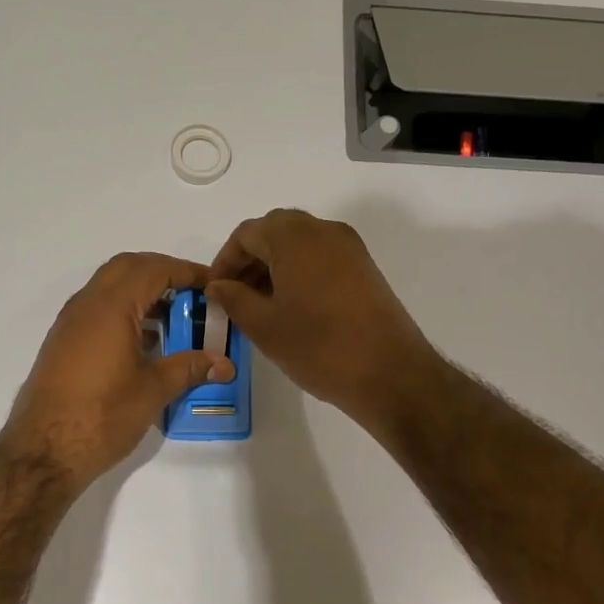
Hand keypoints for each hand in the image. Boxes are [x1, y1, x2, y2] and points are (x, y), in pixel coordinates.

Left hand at [2, 252, 235, 488]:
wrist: (43, 451)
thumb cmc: (102, 415)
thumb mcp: (153, 390)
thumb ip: (189, 368)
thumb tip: (223, 364)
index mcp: (111, 307)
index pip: (154, 269)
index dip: (186, 271)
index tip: (213, 285)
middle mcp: (86, 305)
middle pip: (127, 267)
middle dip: (162, 273)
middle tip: (192, 294)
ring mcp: (70, 323)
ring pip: (109, 288)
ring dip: (141, 292)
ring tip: (174, 319)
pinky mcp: (63, 344)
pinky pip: (97, 310)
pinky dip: (124, 311)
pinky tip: (145, 343)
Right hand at [207, 209, 436, 429]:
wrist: (389, 373)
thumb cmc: (318, 347)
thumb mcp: (264, 326)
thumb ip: (233, 298)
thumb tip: (217, 286)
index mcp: (295, 237)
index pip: (248, 233)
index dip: (225, 260)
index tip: (215, 291)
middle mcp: (325, 231)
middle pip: (276, 231)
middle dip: (250, 259)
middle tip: (234, 295)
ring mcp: (350, 248)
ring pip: (300, 244)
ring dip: (274, 265)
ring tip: (260, 305)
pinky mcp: (365, 268)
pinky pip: (321, 257)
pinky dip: (299, 272)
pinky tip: (291, 307)